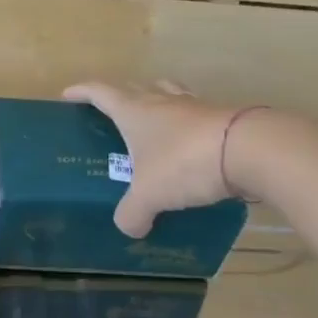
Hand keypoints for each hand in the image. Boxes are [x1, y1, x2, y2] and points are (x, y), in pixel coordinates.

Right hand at [64, 80, 244, 235]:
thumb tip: (129, 228)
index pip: (100, 93)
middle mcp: (162, 101)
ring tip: (152, 124)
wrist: (251, 150)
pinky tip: (189, 145)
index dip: (81, 92)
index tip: (67, 95)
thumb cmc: (185, 163)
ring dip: (157, 104)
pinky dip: (187, 126)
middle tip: (112, 115)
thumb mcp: (150, 195)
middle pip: (135, 89)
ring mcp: (195, 107)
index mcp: (134, 111)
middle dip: (120, 97)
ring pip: (168, 95)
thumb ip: (133, 213)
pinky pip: (196, 116)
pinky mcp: (223, 118)